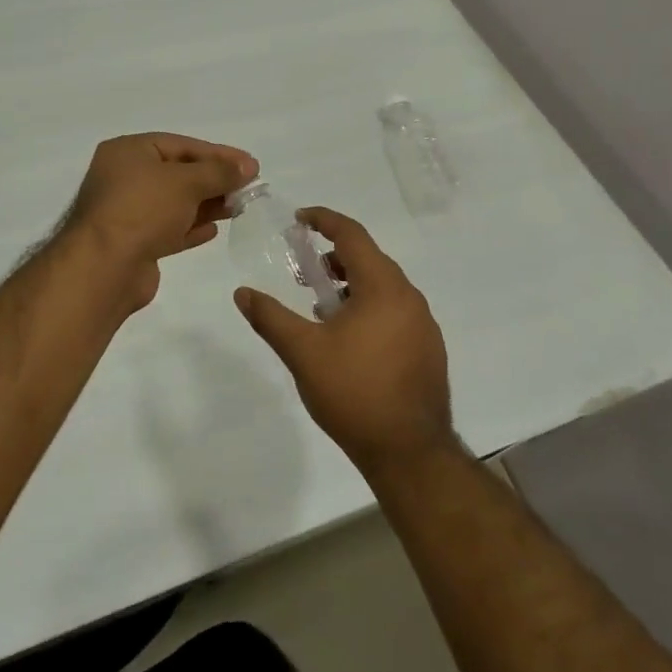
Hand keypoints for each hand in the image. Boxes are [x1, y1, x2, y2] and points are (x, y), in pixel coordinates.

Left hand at [65, 133, 257, 310]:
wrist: (104, 267)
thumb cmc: (143, 210)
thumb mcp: (186, 182)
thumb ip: (219, 172)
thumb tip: (248, 167)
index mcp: (128, 151)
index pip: (181, 145)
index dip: (218, 154)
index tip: (250, 165)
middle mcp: (123, 177)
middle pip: (178, 173)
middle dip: (213, 180)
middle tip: (248, 188)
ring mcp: (126, 212)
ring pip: (174, 202)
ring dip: (206, 204)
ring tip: (238, 208)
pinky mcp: (133, 243)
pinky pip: (167, 229)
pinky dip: (190, 227)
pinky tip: (213, 230)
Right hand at [234, 207, 457, 476]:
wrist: (410, 452)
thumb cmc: (354, 393)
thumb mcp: (303, 353)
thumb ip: (271, 318)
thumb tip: (242, 293)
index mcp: (383, 287)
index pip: (353, 235)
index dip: (325, 220)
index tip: (300, 219)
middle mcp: (409, 297)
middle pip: (370, 259)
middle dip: (335, 257)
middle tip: (306, 271)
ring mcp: (424, 324)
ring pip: (384, 287)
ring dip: (352, 284)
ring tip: (323, 308)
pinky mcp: (429, 349)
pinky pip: (396, 310)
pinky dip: (370, 306)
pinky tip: (350, 338)